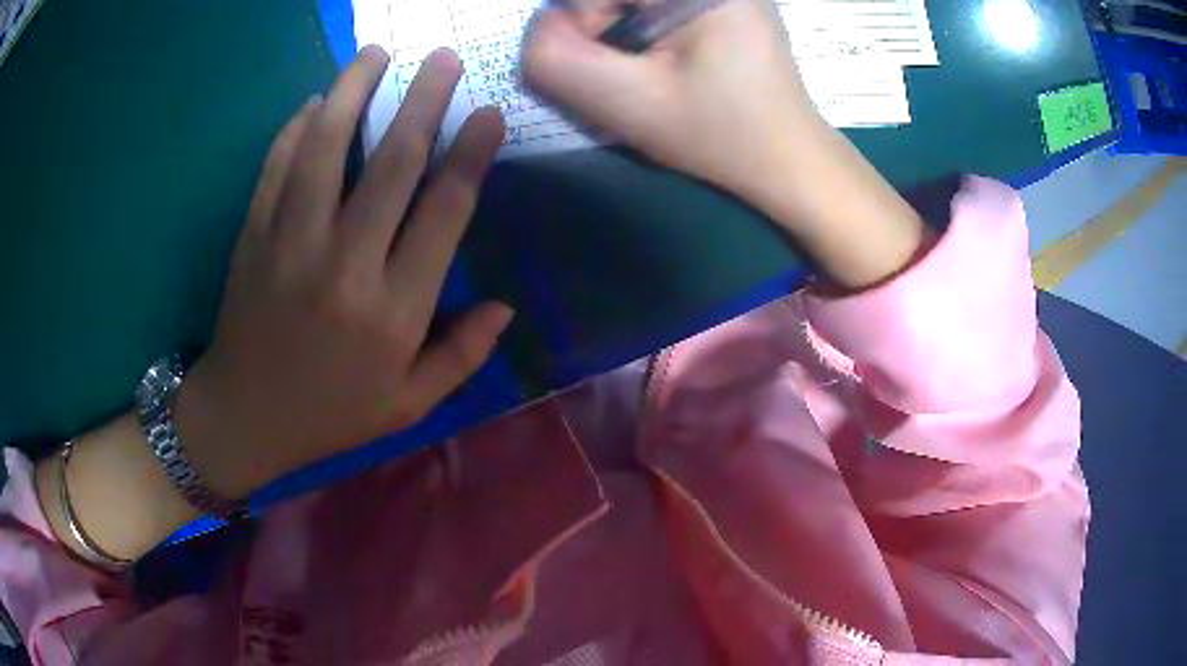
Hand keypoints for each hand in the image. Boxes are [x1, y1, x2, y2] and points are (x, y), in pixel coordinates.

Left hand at [175, 47, 510, 498]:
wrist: (244, 418)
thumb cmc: (330, 414)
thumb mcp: (408, 406)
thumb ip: (462, 357)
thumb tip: (506, 307)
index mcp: (393, 312)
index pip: (443, 213)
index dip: (471, 155)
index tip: (489, 114)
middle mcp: (344, 266)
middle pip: (391, 163)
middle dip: (424, 100)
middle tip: (443, 57)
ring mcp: (290, 245)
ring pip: (325, 148)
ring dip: (352, 92)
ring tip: (375, 54)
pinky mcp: (252, 237)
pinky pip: (277, 167)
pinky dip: (296, 127)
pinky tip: (315, 102)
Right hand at [523, 0, 925, 288]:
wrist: (789, 160)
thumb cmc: (720, 135)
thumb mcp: (629, 103)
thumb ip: (559, 60)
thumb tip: (542, 29)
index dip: (579, 19)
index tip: (600, 63)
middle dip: (598, 23)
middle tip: (625, 71)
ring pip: (629, 1)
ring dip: (616, 28)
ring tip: (647, 70)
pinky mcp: (722, 2)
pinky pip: (651, 6)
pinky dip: (637, 29)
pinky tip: (662, 60)